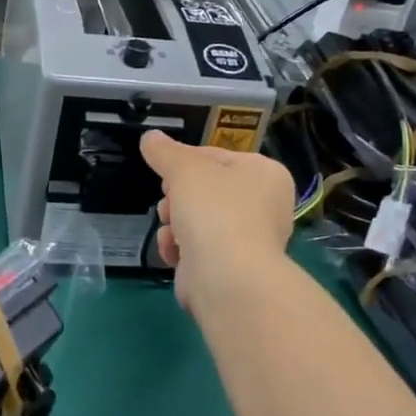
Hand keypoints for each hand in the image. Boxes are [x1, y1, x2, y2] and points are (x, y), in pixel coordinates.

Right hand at [140, 130, 296, 314]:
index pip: (216, 156)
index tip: (163, 169)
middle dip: (177, 197)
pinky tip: (174, 251)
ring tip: (170, 229)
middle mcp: (264, 205)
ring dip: (175, 223)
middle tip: (168, 200)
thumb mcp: (184, 169)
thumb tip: (150, 137)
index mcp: (265, 173)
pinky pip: (199, 248)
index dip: (184, 161)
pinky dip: (182, 248)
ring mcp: (250, 239)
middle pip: (205, 190)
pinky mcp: (232, 268)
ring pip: (198, 220)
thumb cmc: (213, 210)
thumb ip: (165, 151)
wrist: (226, 278)